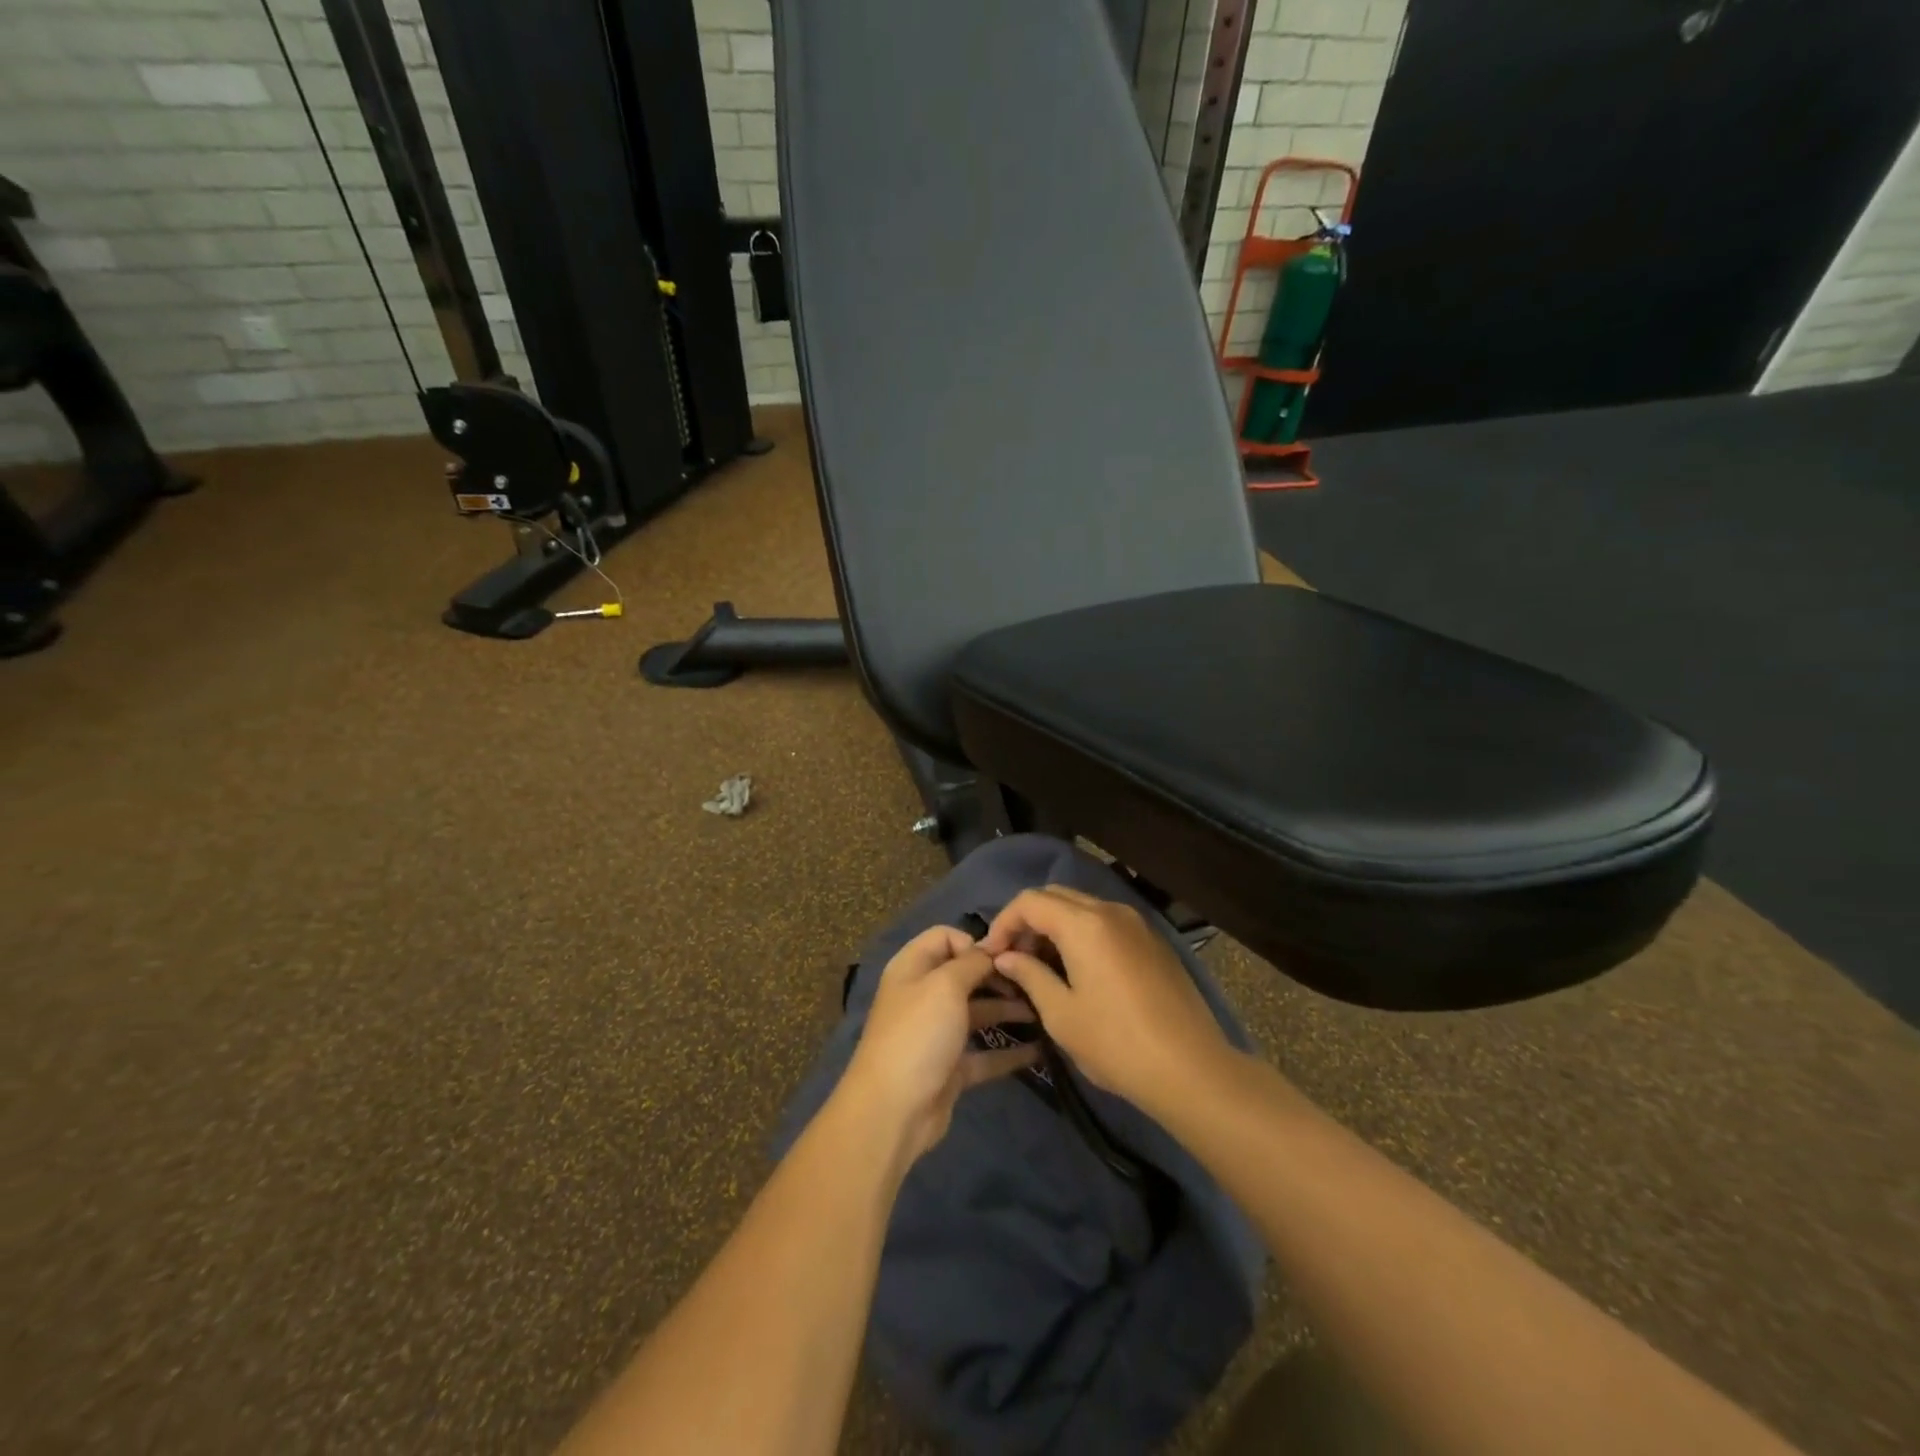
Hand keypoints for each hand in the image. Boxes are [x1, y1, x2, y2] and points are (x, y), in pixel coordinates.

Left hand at [838, 925, 1040, 1163]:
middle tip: (1034, 982)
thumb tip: (991, 950)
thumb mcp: (945, 985)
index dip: (974, 942)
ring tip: (1044, 1012)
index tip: (1005, 956)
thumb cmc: (918, 1034)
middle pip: (966, 975)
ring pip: (978, 1013)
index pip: (945, 937)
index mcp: (913, 968)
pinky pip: (985, 1053)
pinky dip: (1010, 1052)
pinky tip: (1040, 1049)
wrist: (893, 1110)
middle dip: (999, 976)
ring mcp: (938, 1033)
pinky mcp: (951, 1068)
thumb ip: (972, 962)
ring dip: (1008, 1010)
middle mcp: (924, 995)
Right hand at [980, 886, 1234, 1118]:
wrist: (1192, 1069)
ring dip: (1054, 927)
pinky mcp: (1152, 941)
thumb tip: (1005, 957)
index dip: (1003, 922)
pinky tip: (1077, 971)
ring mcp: (1136, 924)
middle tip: (1014, 959)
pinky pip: (1106, 923)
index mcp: (1084, 924)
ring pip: (1082, 907)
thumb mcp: (1061, 1014)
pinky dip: (1081, 934)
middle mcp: (1110, 911)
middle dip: (1028, 921)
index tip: (991, 955)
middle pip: (1056, 896)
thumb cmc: (1117, 1044)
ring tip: (1041, 966)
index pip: (1030, 901)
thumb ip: (1029, 975)